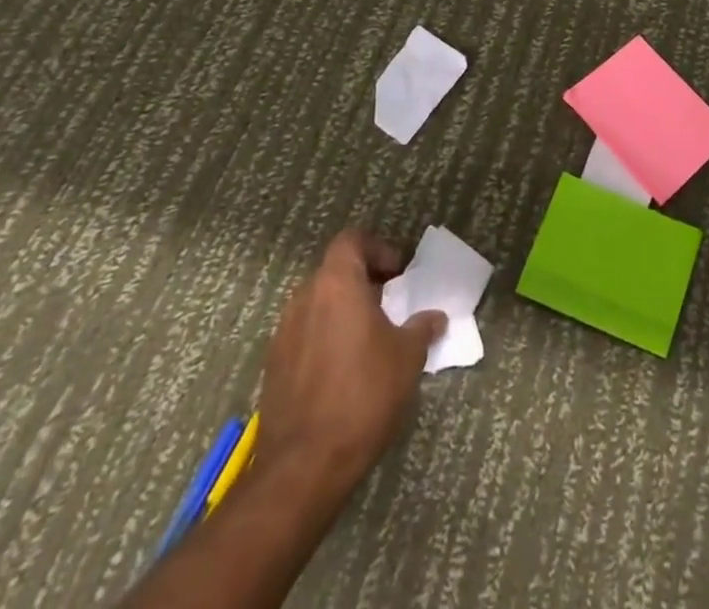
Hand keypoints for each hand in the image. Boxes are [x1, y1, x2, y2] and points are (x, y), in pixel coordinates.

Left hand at [255, 228, 445, 495]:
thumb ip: (422, 328)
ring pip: (317, 305)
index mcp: (336, 284)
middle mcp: (304, 300)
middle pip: (334, 272)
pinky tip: (345, 371)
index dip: (378, 249)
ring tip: (369, 339)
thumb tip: (434, 317)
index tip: (398, 274)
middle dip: (363, 282)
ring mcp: (283, 335)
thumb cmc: (363, 394)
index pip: (351, 241)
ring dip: (343, 311)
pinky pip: (304, 336)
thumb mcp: (408, 357)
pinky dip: (325, 339)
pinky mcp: (273, 369)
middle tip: (389, 304)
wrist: (304, 467)